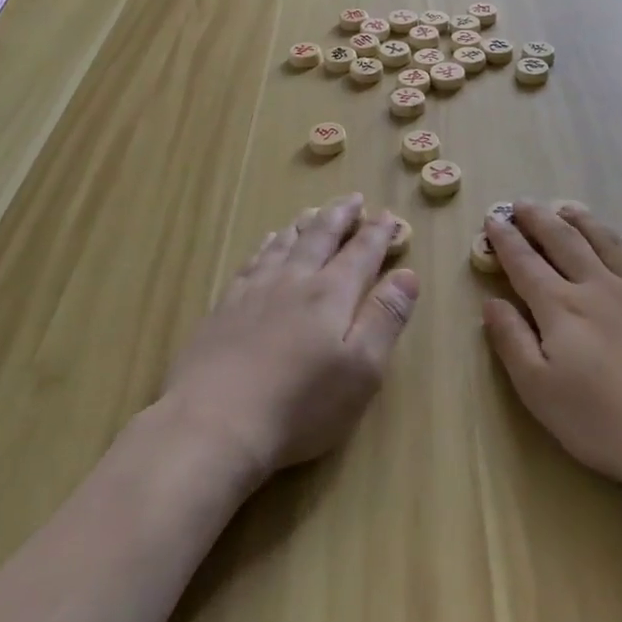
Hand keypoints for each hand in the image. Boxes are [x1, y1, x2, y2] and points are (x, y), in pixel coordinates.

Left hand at [161, 194, 419, 482]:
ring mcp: (255, 291)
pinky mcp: (225, 307)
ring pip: (284, 244)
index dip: (377, 233)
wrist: (213, 422)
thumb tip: (407, 274)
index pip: (360, 253)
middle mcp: (294, 281)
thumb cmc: (300, 405)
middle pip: (320, 238)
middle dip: (340, 216)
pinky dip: (266, 246)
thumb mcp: (361, 370)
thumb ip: (385, 318)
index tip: (388, 215)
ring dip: (304, 226)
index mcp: (331, 294)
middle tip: (352, 198)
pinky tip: (267, 244)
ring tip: (314, 212)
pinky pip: (252, 261)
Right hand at [482, 203, 621, 514]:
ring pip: (603, 239)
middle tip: (521, 203)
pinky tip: (620, 238)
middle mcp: (596, 285)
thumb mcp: (540, 391)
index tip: (493, 219)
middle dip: (537, 219)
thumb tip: (491, 302)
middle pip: (562, 240)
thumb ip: (511, 342)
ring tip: (565, 208)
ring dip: (580, 219)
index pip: (524, 262)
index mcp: (560, 307)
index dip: (505, 239)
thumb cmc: (605, 422)